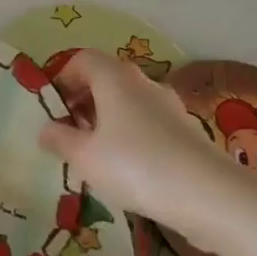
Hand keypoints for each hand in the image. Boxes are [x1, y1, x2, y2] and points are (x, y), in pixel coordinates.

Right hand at [37, 50, 256, 247]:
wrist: (210, 196)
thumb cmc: (135, 166)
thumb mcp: (84, 157)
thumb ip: (59, 140)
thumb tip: (46, 129)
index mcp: (115, 78)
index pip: (82, 59)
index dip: (62, 78)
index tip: (52, 108)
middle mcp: (143, 83)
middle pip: (105, 79)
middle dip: (82, 102)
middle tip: (68, 133)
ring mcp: (170, 107)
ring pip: (128, 103)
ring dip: (106, 121)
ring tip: (95, 156)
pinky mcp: (186, 132)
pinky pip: (147, 124)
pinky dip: (130, 137)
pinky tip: (127, 170)